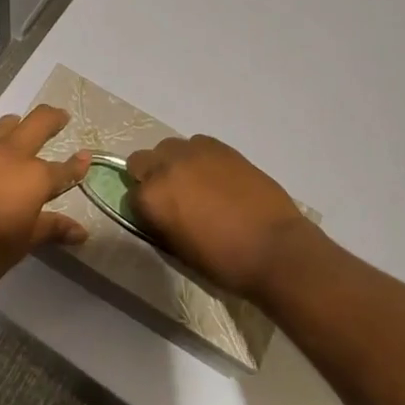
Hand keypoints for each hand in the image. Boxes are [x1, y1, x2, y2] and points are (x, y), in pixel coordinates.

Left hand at [0, 105, 89, 303]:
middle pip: (37, 123)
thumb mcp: (19, 246)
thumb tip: (80, 230)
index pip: (62, 170)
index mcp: (31, 179)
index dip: (76, 165)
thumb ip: (49, 229)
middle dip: (52, 118)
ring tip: (17, 128)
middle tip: (60, 117)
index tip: (84, 157)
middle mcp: (7, 155)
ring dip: (14, 127)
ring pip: (1, 127)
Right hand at [127, 135, 315, 301]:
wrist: (273, 247)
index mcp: (152, 197)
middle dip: (150, 177)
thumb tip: (156, 212)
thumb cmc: (223, 261)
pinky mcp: (220, 146)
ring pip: (169, 147)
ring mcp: (194, 152)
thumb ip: (159, 223)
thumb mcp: (178, 250)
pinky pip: (197, 144)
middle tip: (171, 199)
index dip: (143, 209)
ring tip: (195, 185)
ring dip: (173, 163)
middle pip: (141, 160)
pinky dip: (198, 157)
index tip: (157, 219)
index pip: (130, 195)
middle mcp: (166, 167)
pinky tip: (215, 176)